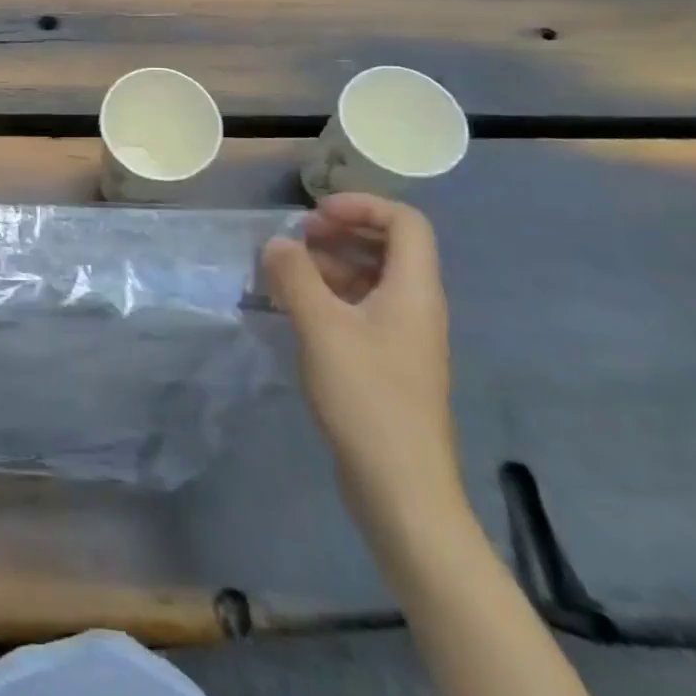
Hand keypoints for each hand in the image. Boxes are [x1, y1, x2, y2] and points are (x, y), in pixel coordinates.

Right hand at [262, 194, 459, 534]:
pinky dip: (329, 297)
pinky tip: (294, 310)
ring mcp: (404, 337)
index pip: (405, 221)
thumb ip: (295, 275)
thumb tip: (278, 243)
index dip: (361, 205)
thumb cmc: (367, 398)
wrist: (402, 490)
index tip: (315, 216)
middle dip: (339, 232)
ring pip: (371, 278)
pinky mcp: (388, 363)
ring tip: (283, 274)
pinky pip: (361, 309)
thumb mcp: (321, 327)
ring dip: (329, 265)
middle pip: (387, 246)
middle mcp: (416, 306)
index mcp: (414, 290)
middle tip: (295, 241)